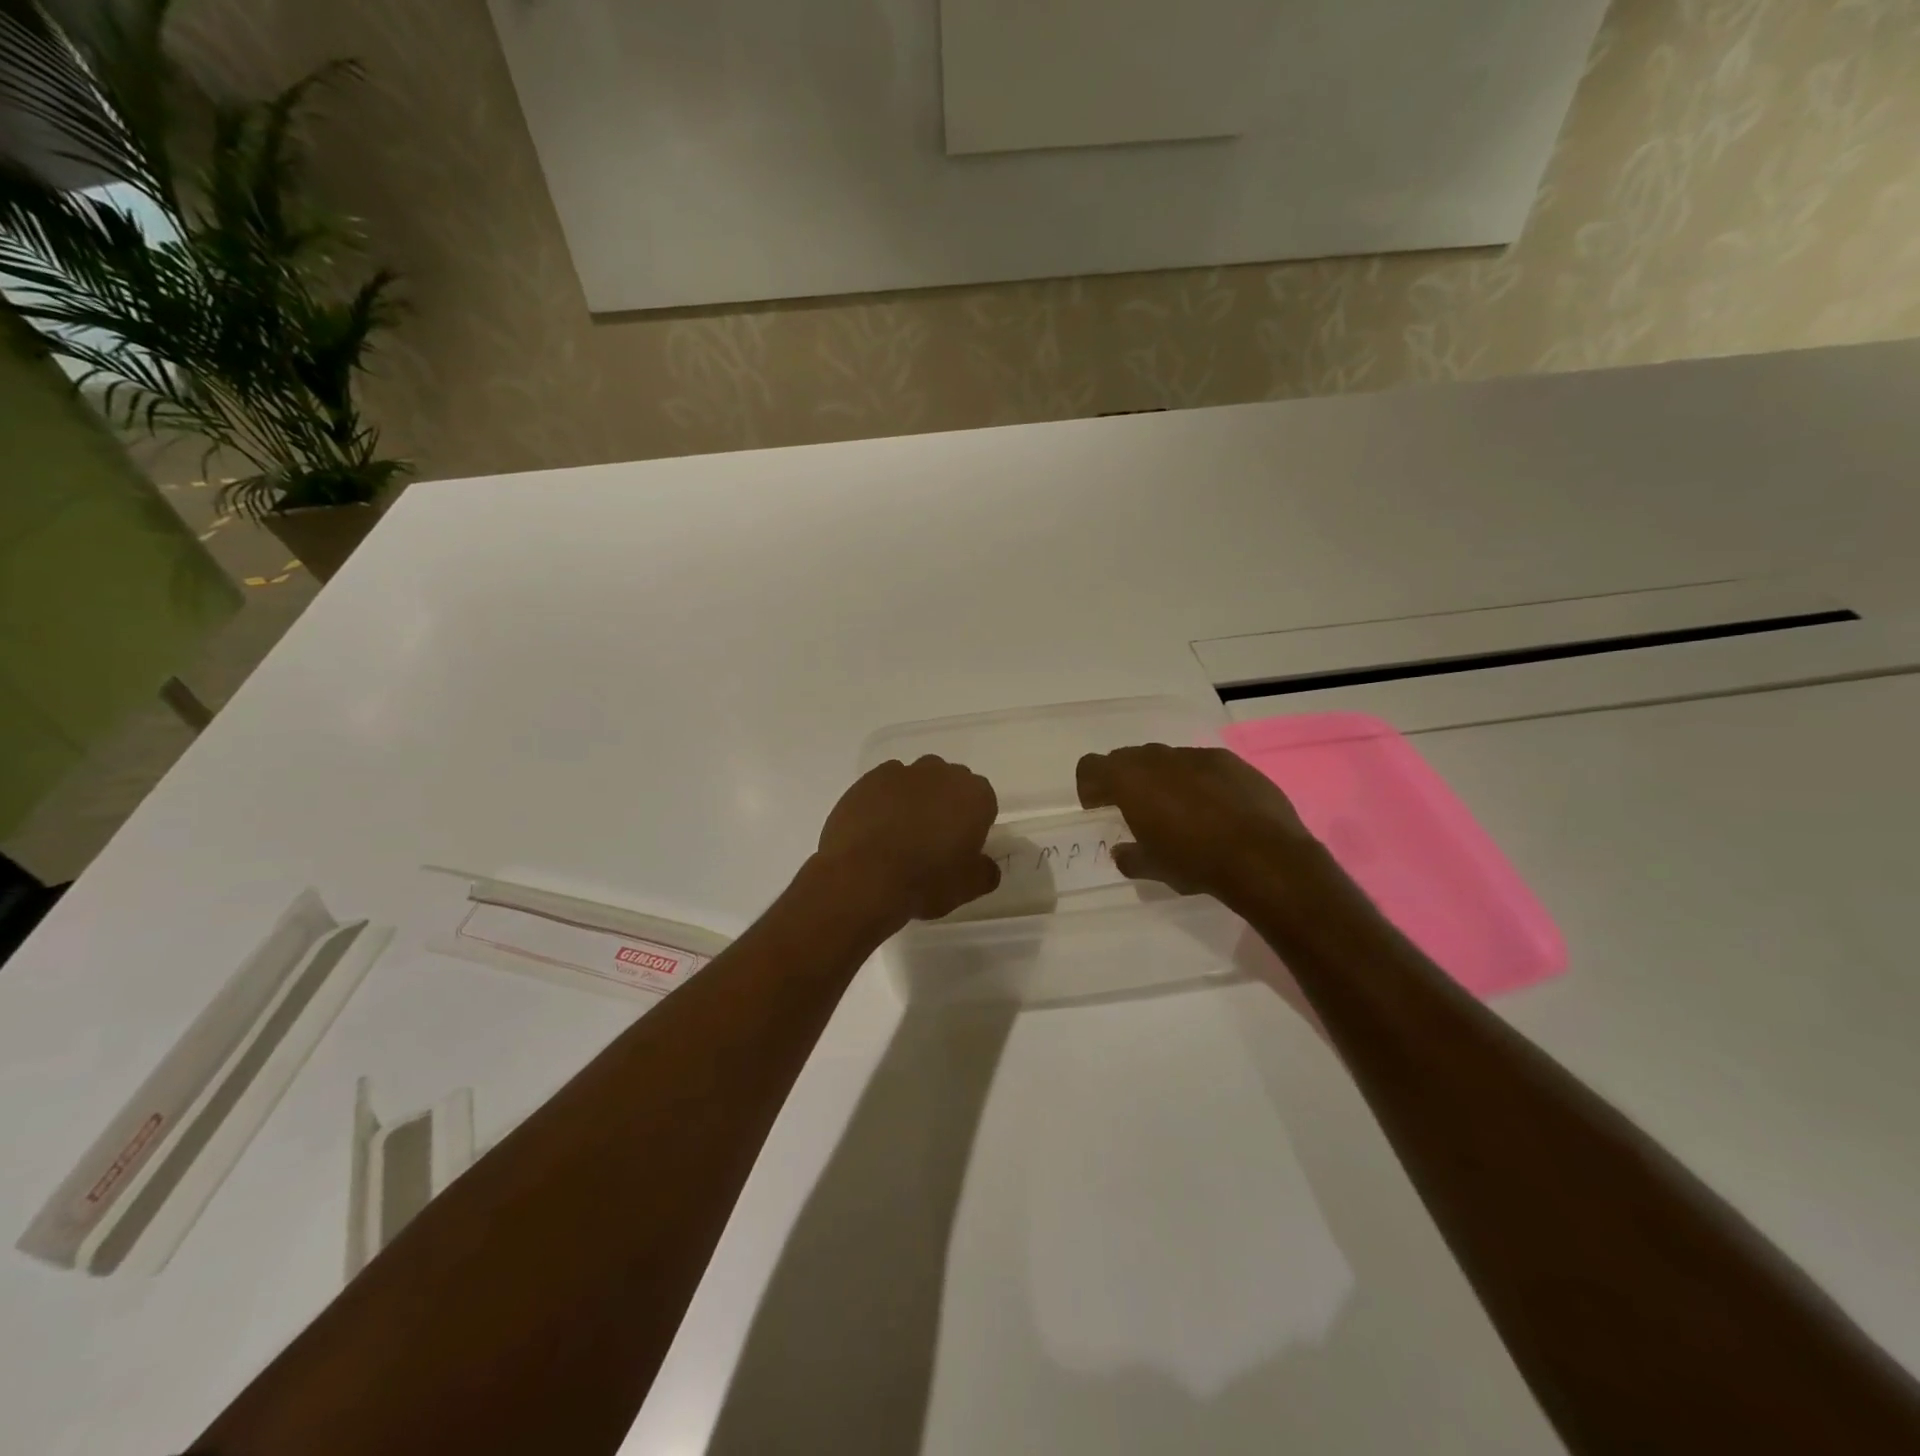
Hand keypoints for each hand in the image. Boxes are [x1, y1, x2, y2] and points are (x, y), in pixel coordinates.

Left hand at [816, 756, 1000, 924]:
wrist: (862, 877)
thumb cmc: (925, 880)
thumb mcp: (967, 888)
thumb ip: (984, 872)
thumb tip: (986, 866)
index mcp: (974, 795)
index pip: (983, 802)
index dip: (974, 824)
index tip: (961, 847)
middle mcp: (941, 773)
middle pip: (950, 784)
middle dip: (945, 805)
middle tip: (933, 840)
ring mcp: (901, 772)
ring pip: (916, 781)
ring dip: (914, 800)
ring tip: (899, 835)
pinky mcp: (868, 779)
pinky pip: (883, 786)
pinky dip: (883, 801)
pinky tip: (874, 830)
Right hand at [1075, 743, 1324, 905]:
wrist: (1265, 857)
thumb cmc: (1196, 862)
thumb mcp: (1154, 868)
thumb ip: (1130, 857)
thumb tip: (1122, 853)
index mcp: (1130, 780)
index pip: (1091, 766)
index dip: (1090, 786)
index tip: (1099, 809)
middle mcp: (1159, 759)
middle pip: (1127, 758)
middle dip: (1125, 781)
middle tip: (1137, 811)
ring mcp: (1197, 756)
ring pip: (1166, 760)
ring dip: (1163, 779)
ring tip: (1180, 811)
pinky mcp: (1230, 761)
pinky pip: (1201, 765)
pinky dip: (1197, 781)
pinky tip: (1215, 809)